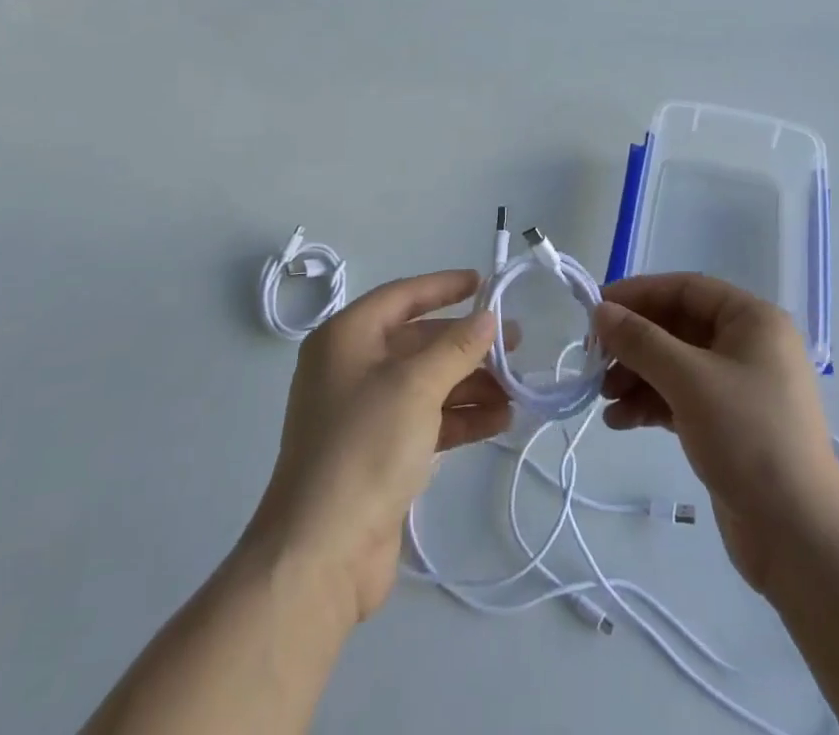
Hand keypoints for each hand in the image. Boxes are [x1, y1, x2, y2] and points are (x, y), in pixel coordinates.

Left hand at [243, 271, 505, 626]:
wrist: (321, 555)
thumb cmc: (364, 447)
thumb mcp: (416, 386)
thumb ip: (457, 347)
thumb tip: (488, 318)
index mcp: (347, 338)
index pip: (402, 296)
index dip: (443, 287)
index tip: (484, 283)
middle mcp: (352, 368)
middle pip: (419, 342)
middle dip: (468, 344)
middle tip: (516, 345)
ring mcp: (365, 413)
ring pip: (428, 383)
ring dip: (472, 384)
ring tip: (518, 389)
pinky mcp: (380, 452)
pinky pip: (428, 419)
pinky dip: (461, 417)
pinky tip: (501, 420)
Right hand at [593, 273, 838, 595]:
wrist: (801, 538)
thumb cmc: (749, 437)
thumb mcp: (689, 380)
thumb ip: (640, 341)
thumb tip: (600, 311)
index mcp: (753, 320)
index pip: (686, 289)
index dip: (639, 294)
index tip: (596, 310)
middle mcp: (749, 345)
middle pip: (678, 327)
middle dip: (634, 343)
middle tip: (593, 359)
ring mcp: (740, 387)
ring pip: (676, 365)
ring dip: (636, 376)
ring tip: (603, 397)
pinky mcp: (730, 425)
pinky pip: (682, 398)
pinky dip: (651, 404)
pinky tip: (620, 420)